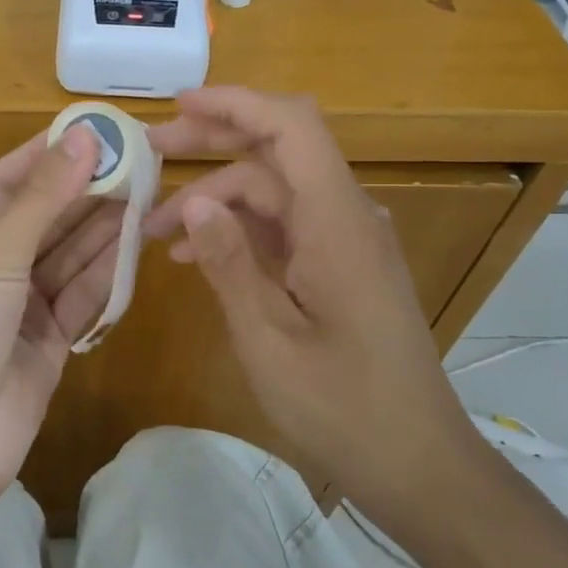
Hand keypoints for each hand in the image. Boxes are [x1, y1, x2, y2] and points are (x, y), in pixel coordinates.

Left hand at [0, 125, 123, 492]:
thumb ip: (41, 199)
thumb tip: (83, 138)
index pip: (6, 182)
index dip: (45, 155)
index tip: (90, 131)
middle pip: (45, 219)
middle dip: (85, 191)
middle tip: (135, 162)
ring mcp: (21, 307)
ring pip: (69, 257)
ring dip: (102, 228)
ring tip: (146, 194)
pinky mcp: (49, 342)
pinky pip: (81, 298)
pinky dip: (106, 275)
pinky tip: (135, 246)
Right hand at [144, 87, 466, 482]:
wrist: (417, 463)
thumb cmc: (342, 407)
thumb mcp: (268, 339)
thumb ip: (229, 264)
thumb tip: (194, 202)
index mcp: (336, 222)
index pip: (291, 128)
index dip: (235, 103)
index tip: (178, 106)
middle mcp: (346, 217)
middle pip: (278, 151)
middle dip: (213, 142)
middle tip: (150, 153)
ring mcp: (345, 242)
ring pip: (274, 192)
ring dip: (215, 198)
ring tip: (153, 227)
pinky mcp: (340, 266)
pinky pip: (284, 228)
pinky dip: (238, 231)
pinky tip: (194, 256)